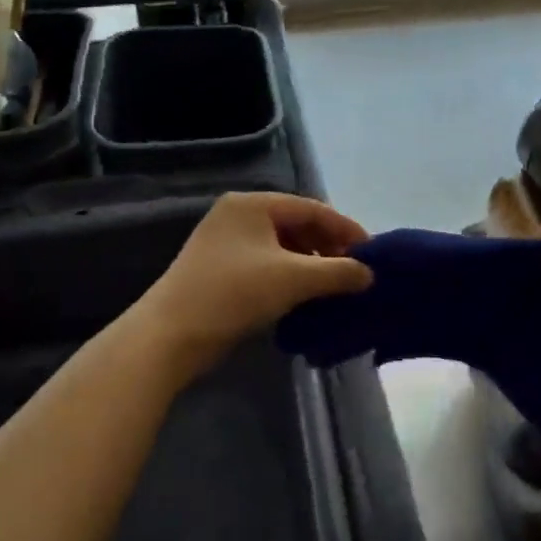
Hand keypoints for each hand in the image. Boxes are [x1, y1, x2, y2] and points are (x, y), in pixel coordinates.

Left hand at [132, 193, 372, 376]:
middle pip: (297, 225)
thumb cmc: (234, 293)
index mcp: (253, 204)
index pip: (312, 208)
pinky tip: (303, 297)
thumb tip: (369, 274)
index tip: (371, 254)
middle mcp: (238, 214)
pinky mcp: (218, 269)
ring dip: (310, 265)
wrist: (169, 335)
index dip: (345, 229)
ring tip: (332, 288)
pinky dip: (288, 277)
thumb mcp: (294, 279)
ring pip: (282, 247)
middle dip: (328, 248)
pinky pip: (265, 264)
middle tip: (353, 273)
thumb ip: (338, 272)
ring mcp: (225, 242)